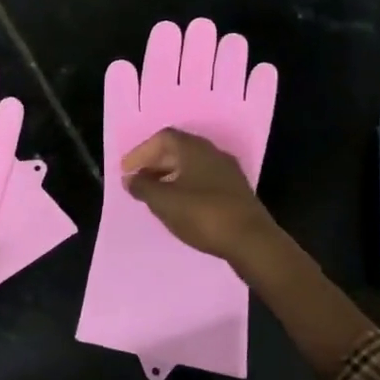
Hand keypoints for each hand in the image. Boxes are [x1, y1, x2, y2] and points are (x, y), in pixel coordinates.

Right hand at [120, 128, 279, 267]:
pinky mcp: (235, 192)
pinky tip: (179, 207)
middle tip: (138, 182)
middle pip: (178, 150)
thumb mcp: (164, 202)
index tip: (127, 171)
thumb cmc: (203, 214)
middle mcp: (212, 153)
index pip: (163, 138)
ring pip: (191, 167)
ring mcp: (227, 173)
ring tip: (155, 196)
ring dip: (169, 177)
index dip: (141, 152)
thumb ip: (143, 187)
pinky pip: (203, 181)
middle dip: (154, 164)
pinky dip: (185, 188)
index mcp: (194, 148)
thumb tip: (130, 178)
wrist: (252, 242)